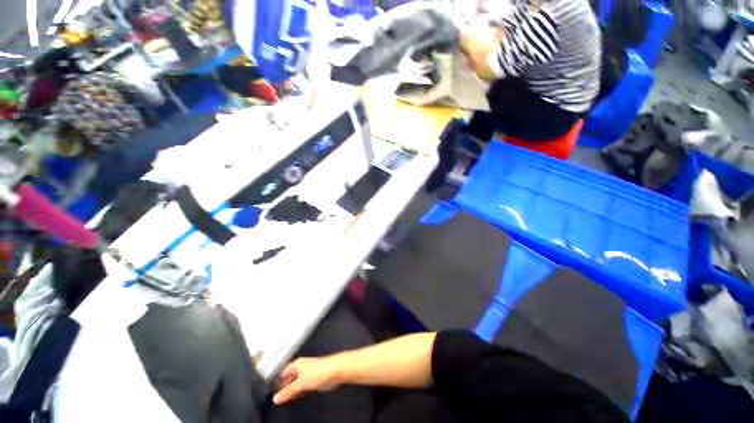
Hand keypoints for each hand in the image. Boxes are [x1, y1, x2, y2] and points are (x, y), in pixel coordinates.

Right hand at [273, 357, 340, 403]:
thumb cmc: (320, 370)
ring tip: (286, 399)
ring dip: (291, 390)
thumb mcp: (301, 383)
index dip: (277, 382)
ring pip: (296, 382)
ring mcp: (308, 372)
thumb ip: (288, 391)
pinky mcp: (314, 377)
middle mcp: (301, 366)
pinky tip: (298, 395)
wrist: (336, 370)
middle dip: (284, 387)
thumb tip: (276, 398)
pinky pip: (303, 385)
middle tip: (278, 398)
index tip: (271, 392)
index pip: (282, 373)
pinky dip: (299, 391)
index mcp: (296, 364)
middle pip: (289, 377)